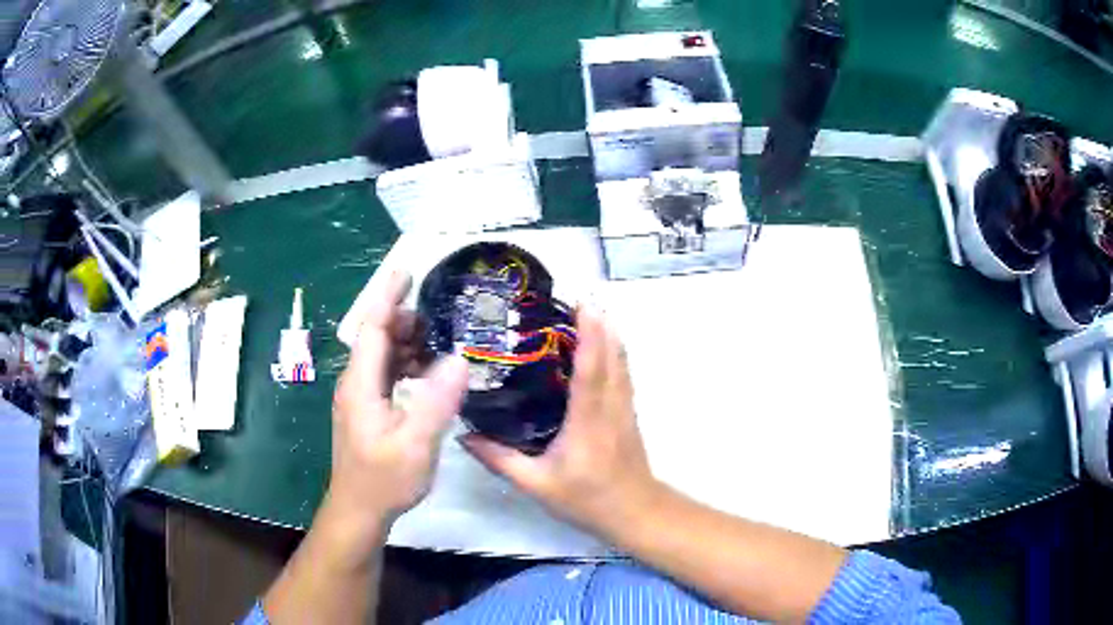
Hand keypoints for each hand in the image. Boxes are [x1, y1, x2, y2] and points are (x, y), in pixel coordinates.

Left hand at [324, 271, 467, 549]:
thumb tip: (460, 359)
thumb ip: (436, 401)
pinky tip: (430, 374)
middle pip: (377, 337)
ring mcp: (361, 397)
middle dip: (406, 319)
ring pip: (383, 355)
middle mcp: (356, 383)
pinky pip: (387, 374)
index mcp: (360, 383)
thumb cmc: (383, 479)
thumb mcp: (415, 444)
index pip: (371, 326)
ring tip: (443, 343)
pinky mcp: (368, 410)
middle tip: (443, 317)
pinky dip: (408, 364)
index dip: (388, 296)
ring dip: (409, 343)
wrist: (359, 510)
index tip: (407, 270)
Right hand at [460, 309, 660, 538]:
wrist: (634, 512)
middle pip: (610, 356)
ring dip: (609, 334)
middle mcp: (610, 407)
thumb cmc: (587, 500)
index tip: (582, 304)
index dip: (589, 334)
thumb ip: (500, 460)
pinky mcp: (629, 414)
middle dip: (598, 323)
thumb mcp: (536, 485)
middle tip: (576, 297)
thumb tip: (464, 436)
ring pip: (621, 363)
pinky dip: (616, 352)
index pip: (589, 369)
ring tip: (590, 311)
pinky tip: (606, 344)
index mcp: (587, 421)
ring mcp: (624, 409)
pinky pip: (624, 374)